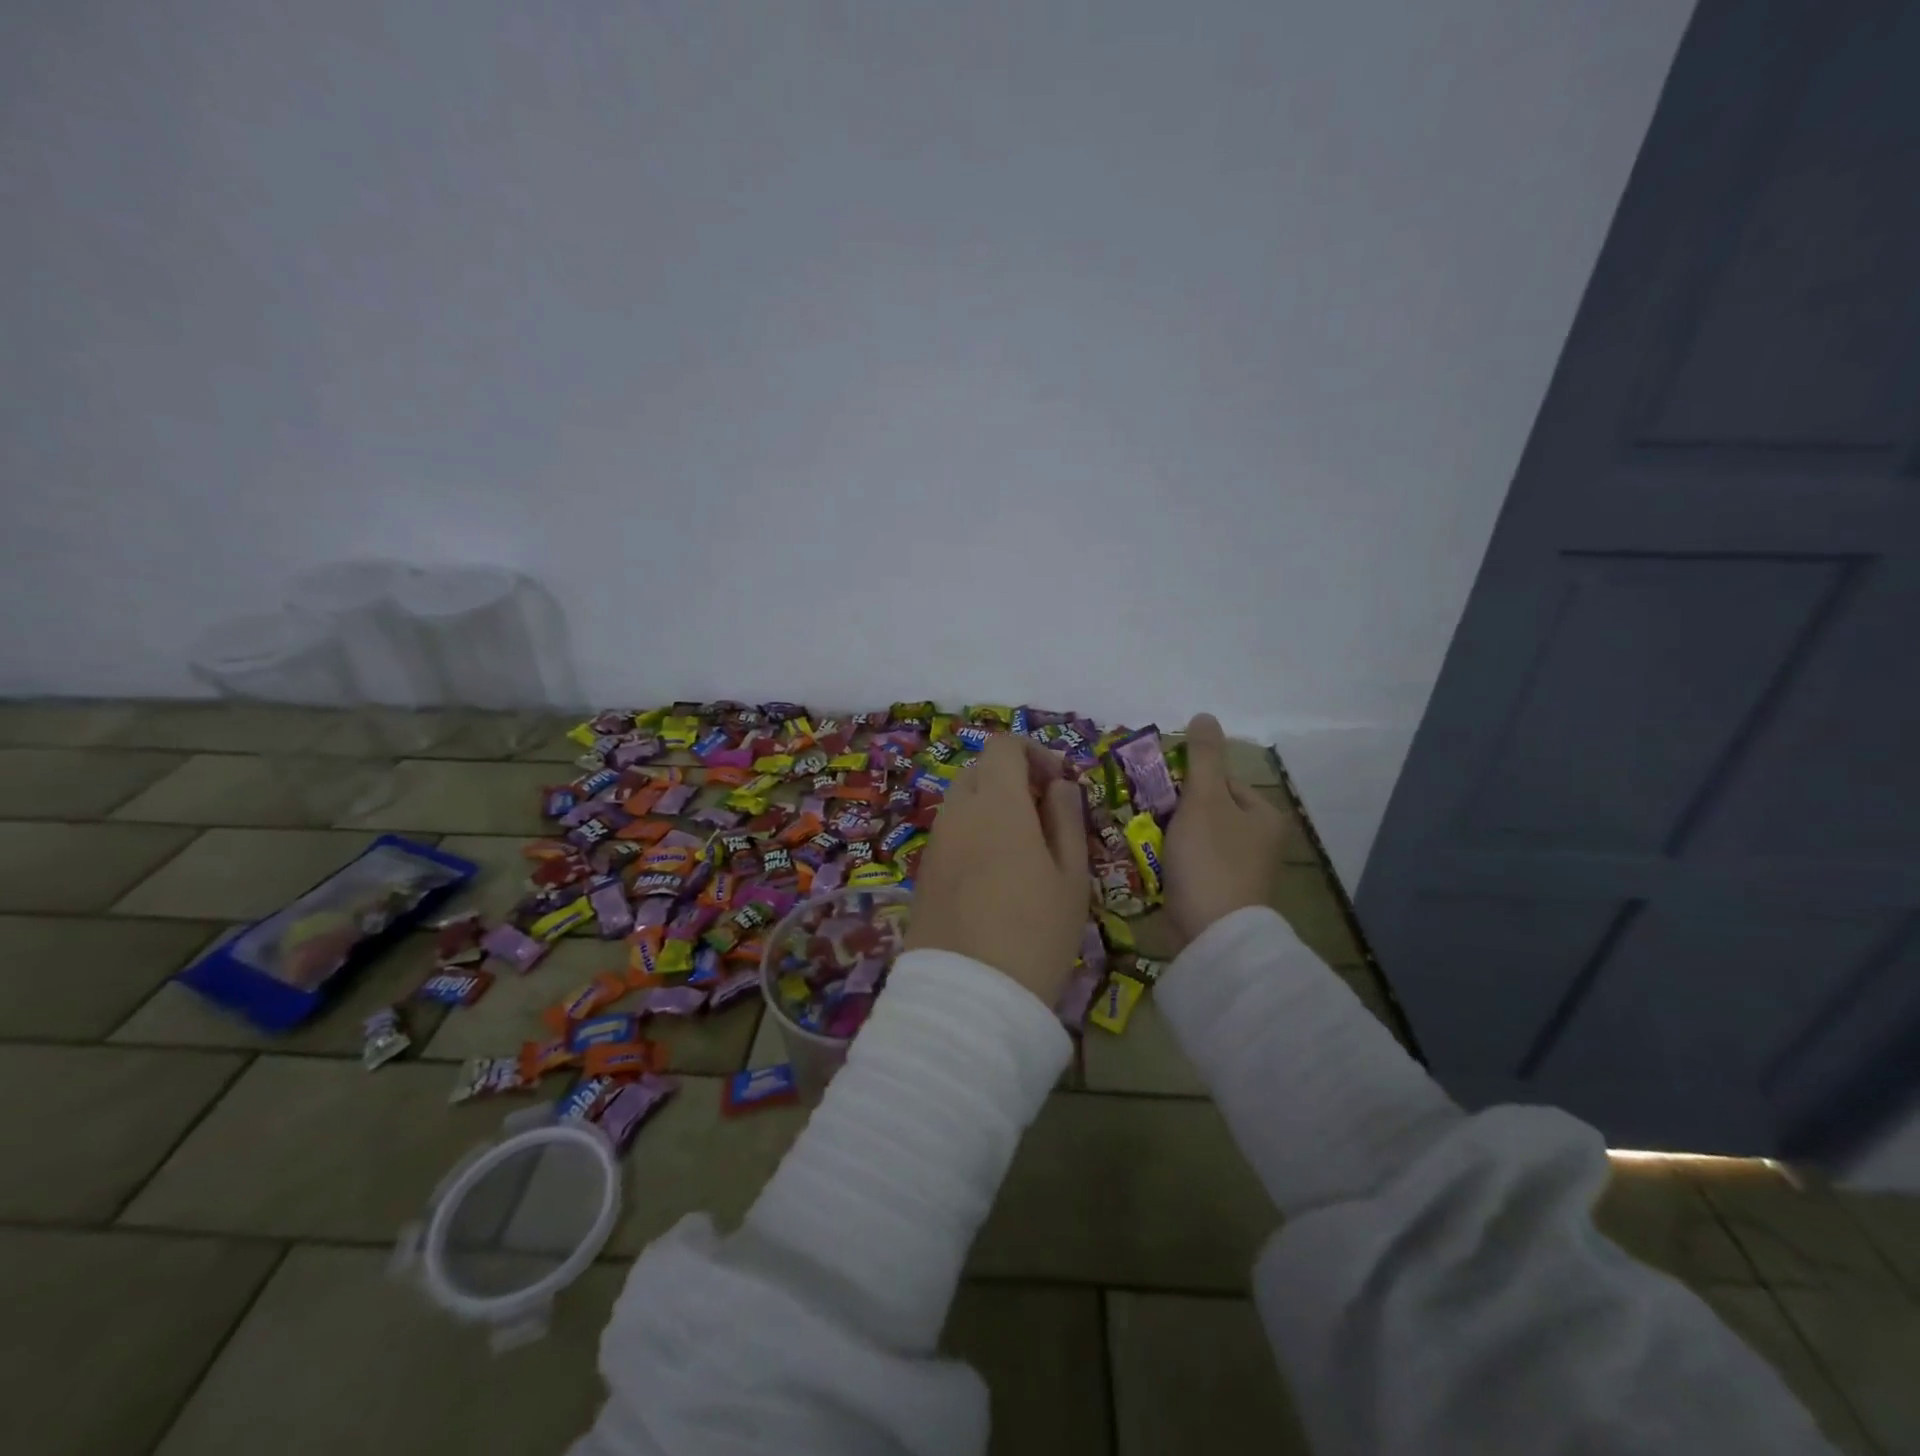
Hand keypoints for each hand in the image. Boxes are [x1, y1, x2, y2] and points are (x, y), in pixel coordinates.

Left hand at [907, 735, 1089, 1007]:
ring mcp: (936, 841)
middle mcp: (958, 812)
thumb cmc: (1036, 932)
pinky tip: (995, 871)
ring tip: (1023, 846)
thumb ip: (1066, 819)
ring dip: (991, 804)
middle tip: (1044, 813)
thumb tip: (1061, 785)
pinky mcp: (924, 870)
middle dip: (1012, 777)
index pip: (1003, 746)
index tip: (1059, 784)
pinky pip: (951, 830)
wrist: (969, 994)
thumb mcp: (1071, 876)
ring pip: (962, 800)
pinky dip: (973, 830)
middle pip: (979, 769)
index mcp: (997, 804)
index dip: (1034, 753)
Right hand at [1164, 713, 1288, 941]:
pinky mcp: (1219, 893)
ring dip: (1169, 834)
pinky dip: (1171, 860)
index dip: (1187, 780)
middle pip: (1207, 809)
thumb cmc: (1211, 859)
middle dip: (1174, 809)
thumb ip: (1203, 757)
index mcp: (1263, 815)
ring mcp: (1239, 870)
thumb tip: (1205, 715)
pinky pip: (1191, 864)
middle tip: (1143, 809)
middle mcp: (1258, 841)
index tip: (1157, 788)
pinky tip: (1149, 860)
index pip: (1221, 780)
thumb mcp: (1204, 799)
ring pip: (1195, 837)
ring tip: (1139, 834)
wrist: (1211, 934)